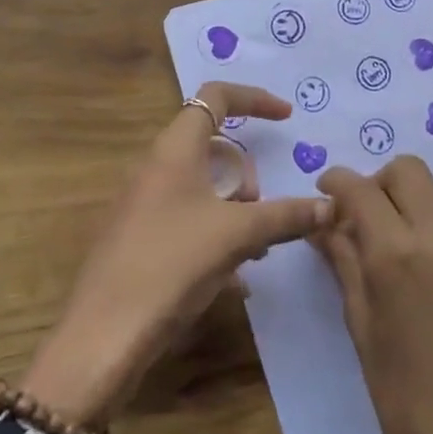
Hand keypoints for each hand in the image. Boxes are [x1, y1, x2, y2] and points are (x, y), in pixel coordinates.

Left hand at [21, 82, 332, 426]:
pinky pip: (188, 216)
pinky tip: (233, 277)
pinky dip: (216, 232)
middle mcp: (156, 166)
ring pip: (203, 185)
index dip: (254, 99)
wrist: (103, 336)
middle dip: (246, 174)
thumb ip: (286, 216)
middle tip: (261, 210)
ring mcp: (144, 202)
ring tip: (254, 249)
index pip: (216, 97)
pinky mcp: (140, 236)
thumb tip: (330, 206)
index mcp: (174, 148)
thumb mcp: (237, 235)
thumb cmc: (171, 265)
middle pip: (213, 146)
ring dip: (235, 208)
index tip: (287, 118)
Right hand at [313, 156, 432, 433]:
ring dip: (405, 204)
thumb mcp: (364, 333)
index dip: (336, 183)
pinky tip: (424, 275)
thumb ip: (345, 266)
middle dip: (376, 184)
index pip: (361, 188)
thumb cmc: (410, 407)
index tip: (324, 196)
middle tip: (359, 222)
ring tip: (390, 252)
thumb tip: (326, 226)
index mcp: (400, 256)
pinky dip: (431, 228)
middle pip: (407, 171)